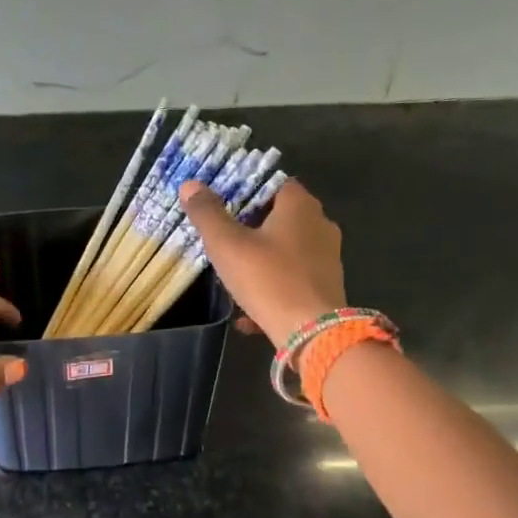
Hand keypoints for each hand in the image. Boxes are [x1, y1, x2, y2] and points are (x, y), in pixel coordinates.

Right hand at [178, 179, 344, 343]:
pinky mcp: (326, 288)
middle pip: (280, 219)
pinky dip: (271, 291)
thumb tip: (190, 184)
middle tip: (222, 243)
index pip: (274, 183)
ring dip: (260, 263)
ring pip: (285, 253)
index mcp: (300, 206)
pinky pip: (292, 282)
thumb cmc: (268, 279)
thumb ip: (207, 214)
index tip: (223, 206)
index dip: (247, 191)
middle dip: (251, 229)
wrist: (312, 333)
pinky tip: (247, 314)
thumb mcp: (227, 245)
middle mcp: (320, 225)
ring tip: (232, 279)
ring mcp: (327, 258)